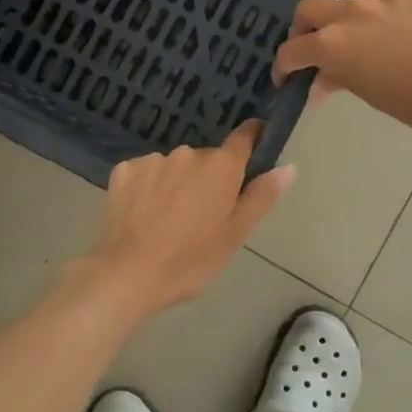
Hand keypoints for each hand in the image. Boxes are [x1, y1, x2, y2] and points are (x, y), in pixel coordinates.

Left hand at [76, 122, 295, 317]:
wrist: (128, 274)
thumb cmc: (191, 260)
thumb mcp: (235, 235)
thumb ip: (262, 197)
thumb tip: (288, 167)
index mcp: (220, 167)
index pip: (244, 138)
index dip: (252, 138)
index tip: (255, 145)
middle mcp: (187, 153)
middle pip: (207, 159)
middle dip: (208, 179)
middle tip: (203, 216)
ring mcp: (152, 160)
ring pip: (174, 166)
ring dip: (177, 183)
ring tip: (169, 220)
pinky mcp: (124, 171)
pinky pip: (145, 173)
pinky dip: (148, 188)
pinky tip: (143, 215)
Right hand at [274, 0, 411, 142]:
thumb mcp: (376, 98)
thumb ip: (342, 81)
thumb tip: (320, 83)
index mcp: (336, 47)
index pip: (295, 51)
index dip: (284, 65)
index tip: (285, 76)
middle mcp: (351, 13)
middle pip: (310, 10)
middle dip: (301, 29)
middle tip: (309, 43)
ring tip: (326, 0)